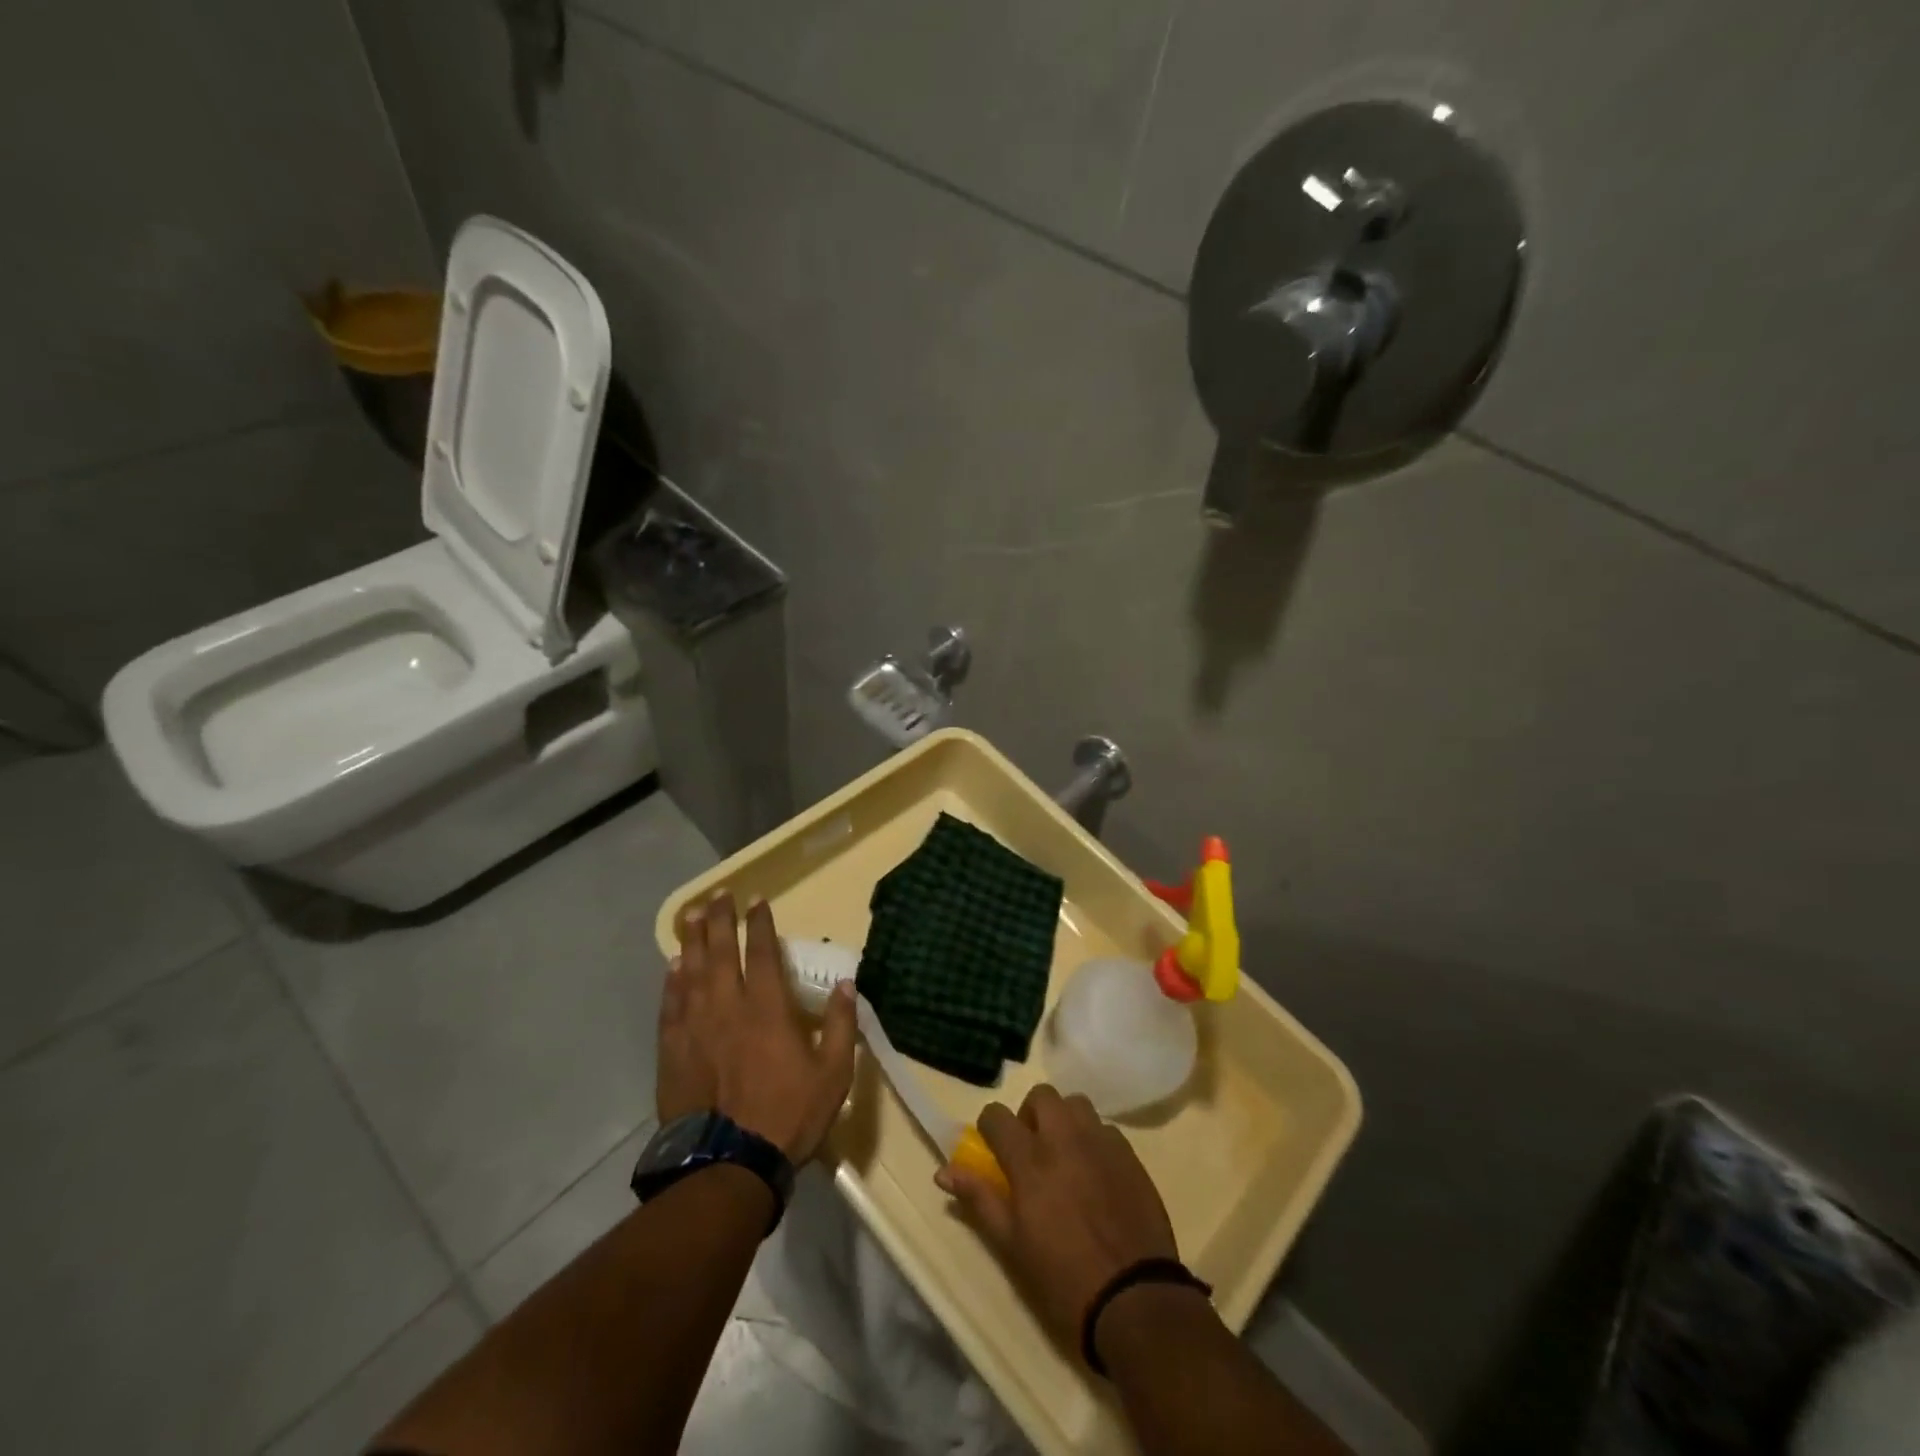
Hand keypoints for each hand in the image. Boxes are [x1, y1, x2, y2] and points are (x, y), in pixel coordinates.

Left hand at [658, 892, 856, 1163]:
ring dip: (693, 940)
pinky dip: (672, 981)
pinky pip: (670, 1005)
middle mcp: (728, 1006)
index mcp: (768, 1008)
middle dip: (721, 920)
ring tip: (692, 916)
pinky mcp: (673, 1051)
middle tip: (718, 895)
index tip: (757, 900)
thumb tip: (848, 984)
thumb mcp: (834, 1074)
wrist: (728, 1164)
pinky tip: (673, 966)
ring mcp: (695, 1027)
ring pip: (692, 971)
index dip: (761, 923)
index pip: (764, 952)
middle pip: (722, 952)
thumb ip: (842, 1026)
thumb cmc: (788, 1115)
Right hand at [937, 1085, 1178, 1353]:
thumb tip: (943, 1171)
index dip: (990, 1128)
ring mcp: (1101, 1143)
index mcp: (1031, 1160)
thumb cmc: (1063, 1279)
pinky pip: (1106, 1129)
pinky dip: (1094, 1140)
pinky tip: (1096, 1173)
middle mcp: (1065, 1138)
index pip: (997, 1116)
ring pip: (1077, 1105)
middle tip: (1031, 1149)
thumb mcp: (1012, 1246)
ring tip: (1065, 1155)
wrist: (1134, 1299)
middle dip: (1030, 1114)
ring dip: (1064, 1120)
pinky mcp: (1130, 1156)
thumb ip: (979, 1199)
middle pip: (1042, 1096)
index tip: (993, 1148)